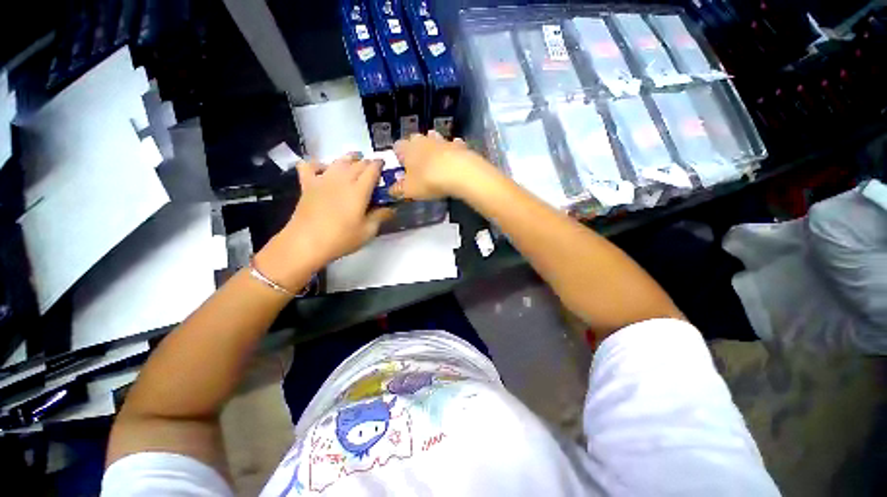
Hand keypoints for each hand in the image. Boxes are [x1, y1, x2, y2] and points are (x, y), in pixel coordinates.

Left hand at [255, 153, 392, 287]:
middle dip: (367, 163)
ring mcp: (323, 179)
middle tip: (373, 169)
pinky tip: (324, 170)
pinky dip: (318, 164)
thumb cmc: (341, 238)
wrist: (306, 243)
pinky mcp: (307, 184)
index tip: (384, 166)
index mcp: (359, 190)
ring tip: (355, 161)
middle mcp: (342, 179)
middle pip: (357, 163)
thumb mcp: (368, 231)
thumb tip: (391, 208)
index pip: (372, 169)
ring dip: (349, 159)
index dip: (379, 165)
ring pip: (338, 160)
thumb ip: (381, 216)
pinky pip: (310, 165)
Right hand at [392, 131, 493, 199]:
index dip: (398, 155)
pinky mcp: (460, 146)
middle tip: (417, 163)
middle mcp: (424, 140)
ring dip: (434, 146)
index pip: (397, 146)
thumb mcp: (410, 190)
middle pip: (416, 140)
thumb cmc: (428, 180)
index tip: (401, 165)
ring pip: (435, 139)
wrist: (460, 173)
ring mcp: (443, 140)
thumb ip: (399, 189)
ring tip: (435, 159)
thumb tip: (391, 189)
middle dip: (415, 149)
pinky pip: (453, 145)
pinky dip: (452, 150)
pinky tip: (454, 158)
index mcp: (408, 148)